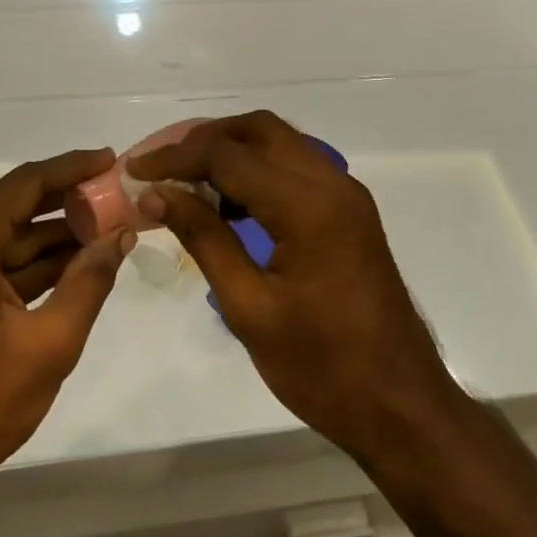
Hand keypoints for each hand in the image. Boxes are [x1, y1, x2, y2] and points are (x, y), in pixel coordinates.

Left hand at [0, 149, 133, 492]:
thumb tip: (120, 236)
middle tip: (115, 196)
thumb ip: (89, 282)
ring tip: (105, 228)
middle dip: (66, 203)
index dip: (69, 169)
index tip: (109, 159)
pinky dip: (29, 265)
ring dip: (50, 236)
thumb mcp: (48, 346)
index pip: (22, 186)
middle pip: (11, 208)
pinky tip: (72, 263)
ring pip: (3, 239)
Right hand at [126, 112, 461, 460]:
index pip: (227, 156)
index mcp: (308, 205)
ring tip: (185, 180)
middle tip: (160, 164)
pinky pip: (295, 168)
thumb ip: (204, 238)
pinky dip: (257, 170)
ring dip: (231, 150)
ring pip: (279, 143)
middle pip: (257, 129)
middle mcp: (331, 183)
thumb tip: (157, 193)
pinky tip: (227, 203)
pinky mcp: (349, 211)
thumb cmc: (322, 368)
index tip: (134, 170)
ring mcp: (346, 195)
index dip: (174, 158)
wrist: (402, 407)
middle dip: (203, 139)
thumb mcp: (249, 308)